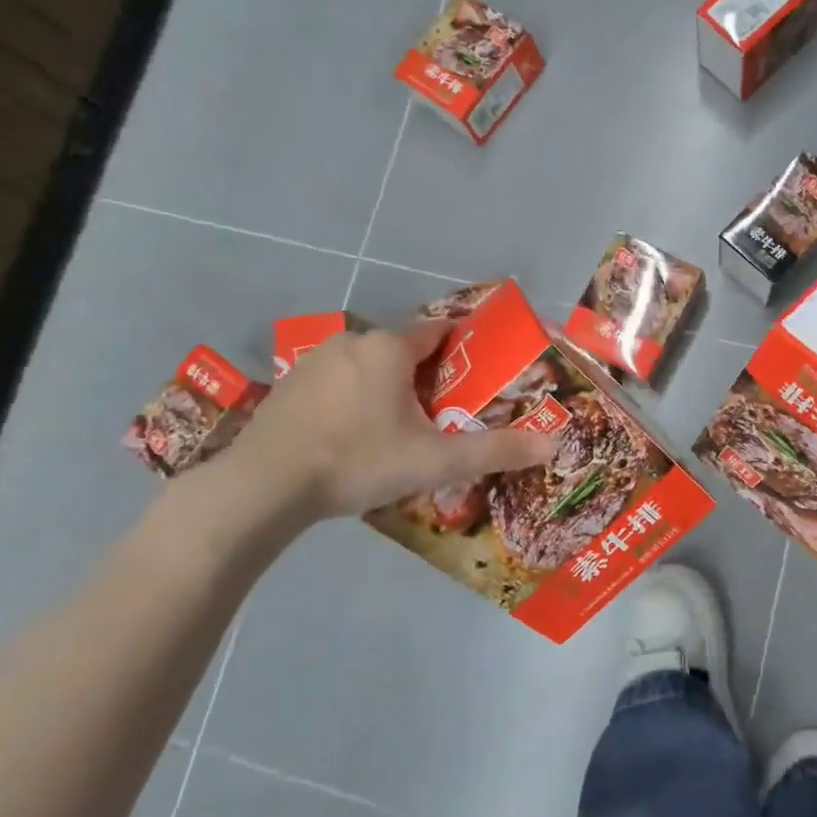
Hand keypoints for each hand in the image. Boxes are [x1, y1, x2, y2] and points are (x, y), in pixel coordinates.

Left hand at [203, 320, 555, 525]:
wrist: (264, 486)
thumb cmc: (358, 461)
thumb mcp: (434, 461)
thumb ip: (494, 451)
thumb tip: (553, 444)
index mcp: (391, 348)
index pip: (439, 331)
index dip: (463, 348)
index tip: (478, 373)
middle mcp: (354, 340)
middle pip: (404, 349)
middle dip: (426, 375)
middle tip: (441, 414)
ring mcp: (316, 360)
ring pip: (368, 365)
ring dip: (387, 386)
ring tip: (397, 429)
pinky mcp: (289, 384)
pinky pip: (337, 380)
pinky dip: (353, 397)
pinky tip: (351, 435)